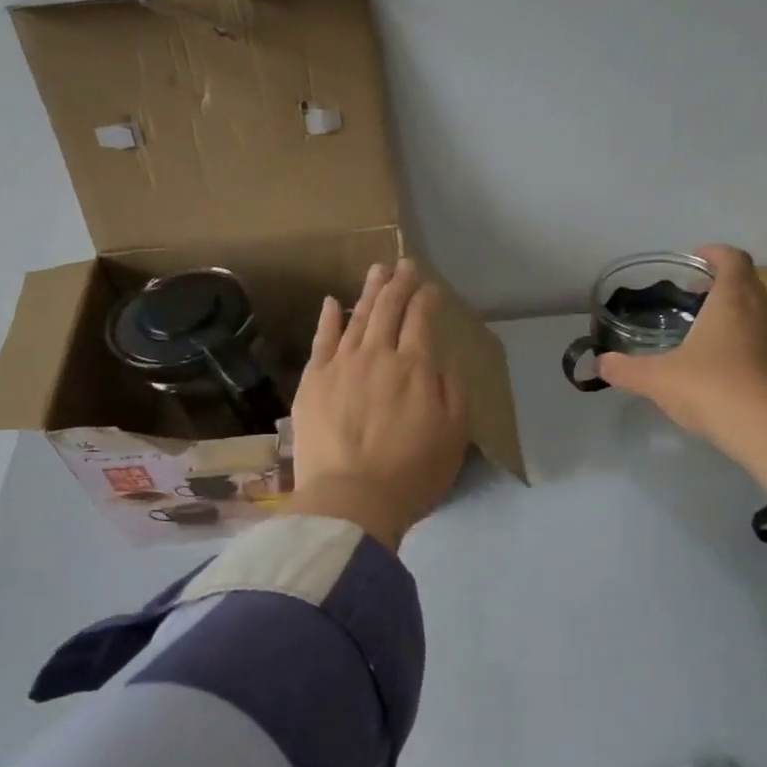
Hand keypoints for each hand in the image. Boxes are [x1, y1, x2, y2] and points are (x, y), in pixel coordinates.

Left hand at [285, 258, 470, 550]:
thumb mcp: (453, 436)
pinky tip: (332, 302)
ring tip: (377, 271)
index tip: (432, 289)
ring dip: (369, 292)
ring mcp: (341, 365)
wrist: (351, 500)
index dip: (427, 300)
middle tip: (405, 266)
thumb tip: (442, 362)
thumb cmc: (412, 474)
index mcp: (415, 368)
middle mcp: (378, 356)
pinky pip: (321, 340)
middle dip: (399, 284)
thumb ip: (451, 393)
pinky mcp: (313, 381)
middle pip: (389, 310)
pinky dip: (328, 318)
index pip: (421, 320)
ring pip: (356, 317)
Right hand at [598, 244, 766, 448]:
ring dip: (736, 312)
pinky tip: (724, 365)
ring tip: (707, 330)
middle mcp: (762, 310)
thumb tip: (601, 364)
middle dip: (721, 283)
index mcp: (733, 299)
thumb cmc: (711, 388)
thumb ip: (626, 369)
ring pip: (759, 312)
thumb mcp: (657, 379)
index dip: (715, 253)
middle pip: (747, 282)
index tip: (696, 258)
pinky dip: (746, 341)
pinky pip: (765, 341)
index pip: (732, 259)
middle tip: (694, 296)